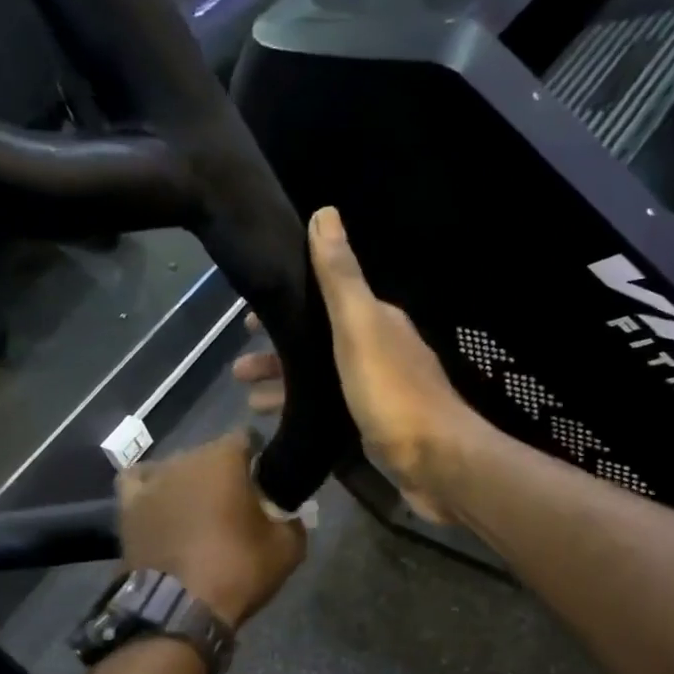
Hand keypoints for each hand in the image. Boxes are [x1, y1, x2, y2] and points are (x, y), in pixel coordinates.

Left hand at [118, 431, 306, 627]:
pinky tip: (161, 503)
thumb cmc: (237, 570)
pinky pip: (139, 481)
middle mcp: (185, 458)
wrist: (179, 608)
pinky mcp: (128, 504)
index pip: (247, 438)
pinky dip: (152, 488)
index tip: (266, 485)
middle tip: (235, 508)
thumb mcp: (288, 548)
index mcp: (224, 458)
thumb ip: (293, 520)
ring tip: (198, 514)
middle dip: (224, 474)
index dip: (259, 459)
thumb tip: (288, 513)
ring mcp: (152, 480)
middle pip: (211, 454)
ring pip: (177, 468)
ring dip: (190, 483)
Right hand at [232, 207, 476, 522]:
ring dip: (287, 383)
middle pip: (319, 344)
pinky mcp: (376, 427)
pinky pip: (329, 410)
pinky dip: (304, 410)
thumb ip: (340, 278)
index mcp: (376, 322)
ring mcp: (379, 392)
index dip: (288, 306)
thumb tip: (325, 212)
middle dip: (279, 351)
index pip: (324, 302)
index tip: (247, 318)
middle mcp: (379, 351)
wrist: (436, 460)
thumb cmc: (391, 391)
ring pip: (322, 379)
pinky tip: (282, 425)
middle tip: (237, 368)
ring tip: (247, 399)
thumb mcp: (359, 327)